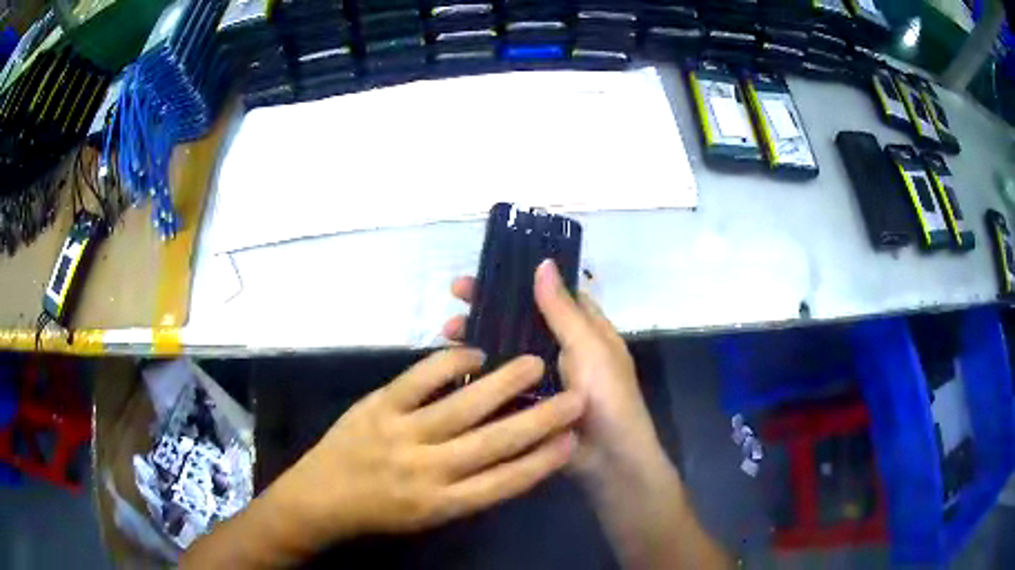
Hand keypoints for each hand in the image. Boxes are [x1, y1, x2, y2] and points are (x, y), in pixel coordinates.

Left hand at [263, 348, 583, 555]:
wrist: (320, 497)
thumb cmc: (379, 512)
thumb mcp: (428, 515)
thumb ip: (467, 491)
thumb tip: (510, 458)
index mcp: (442, 504)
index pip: (505, 482)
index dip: (543, 461)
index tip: (572, 440)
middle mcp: (427, 471)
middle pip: (494, 443)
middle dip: (540, 419)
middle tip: (574, 396)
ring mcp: (400, 434)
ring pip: (462, 407)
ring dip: (503, 384)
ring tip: (535, 363)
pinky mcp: (377, 406)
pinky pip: (418, 379)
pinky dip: (449, 364)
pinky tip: (474, 354)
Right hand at [443, 260, 665, 487]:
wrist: (608, 459)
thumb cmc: (607, 396)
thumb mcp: (588, 347)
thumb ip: (563, 310)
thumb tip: (543, 263)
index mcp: (583, 328)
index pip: (548, 293)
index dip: (519, 279)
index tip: (485, 271)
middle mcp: (562, 347)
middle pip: (521, 318)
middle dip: (489, 305)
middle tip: (454, 295)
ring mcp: (543, 375)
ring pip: (507, 347)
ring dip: (479, 336)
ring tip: (447, 332)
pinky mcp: (528, 400)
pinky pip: (502, 378)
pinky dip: (480, 369)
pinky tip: (455, 366)